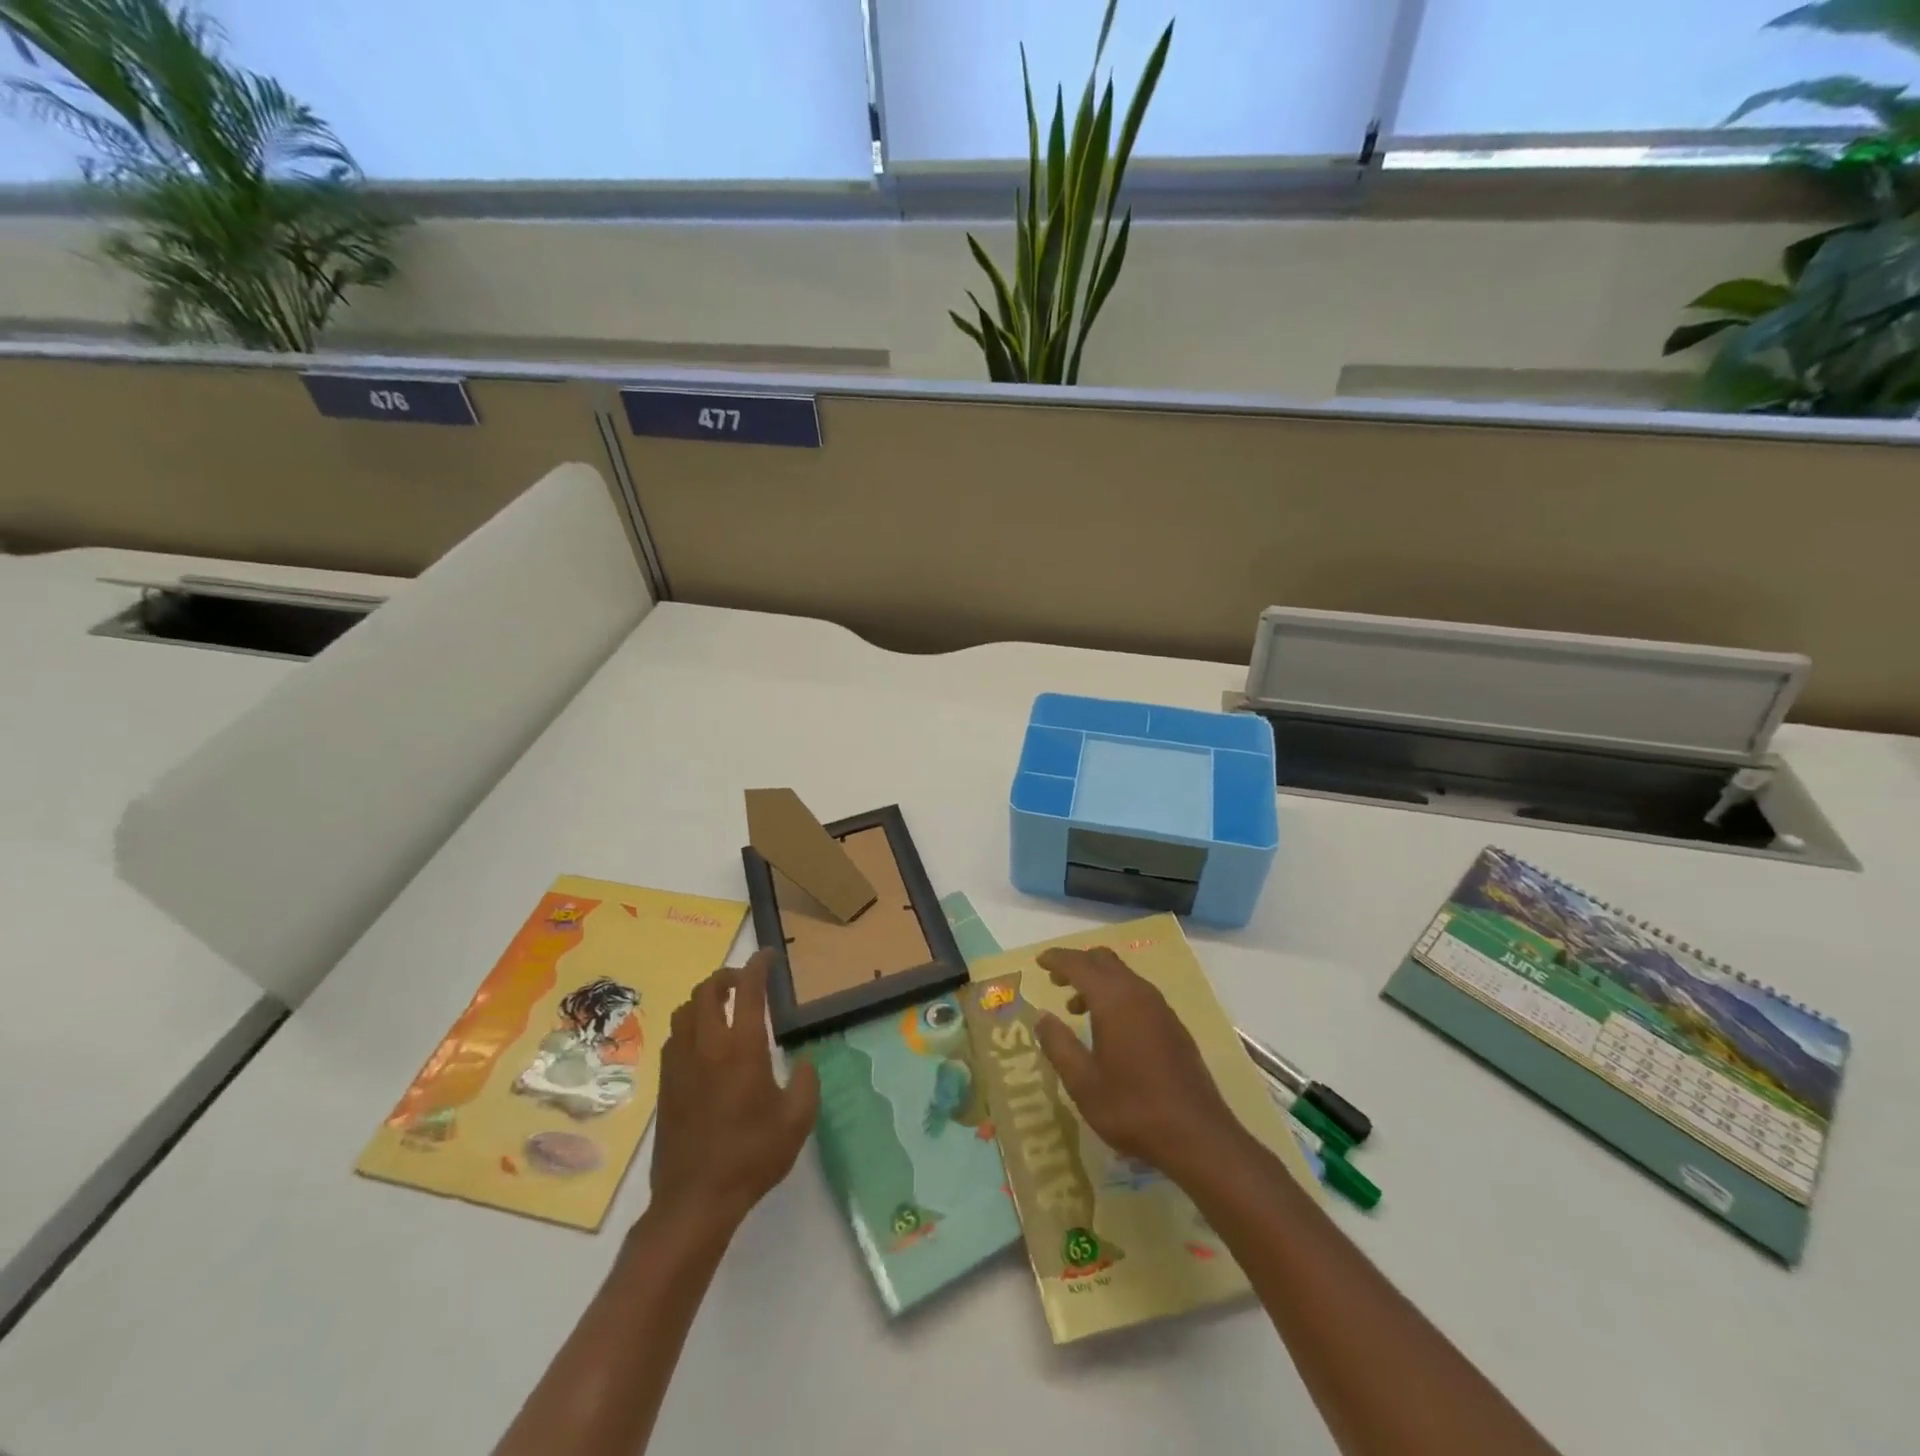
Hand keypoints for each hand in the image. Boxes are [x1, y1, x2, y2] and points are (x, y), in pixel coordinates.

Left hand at [648, 950, 818, 1231]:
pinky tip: (705, 1044)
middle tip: (746, 982)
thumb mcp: (797, 1120)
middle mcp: (707, 1045)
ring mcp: (680, 1064)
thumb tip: (804, 1062)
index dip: (758, 965)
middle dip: (727, 976)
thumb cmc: (752, 1155)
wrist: (695, 1200)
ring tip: (725, 1008)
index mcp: (742, 1047)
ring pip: (686, 1010)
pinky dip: (692, 1025)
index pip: (748, 990)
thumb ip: (807, 1082)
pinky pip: (676, 1037)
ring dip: (705, 999)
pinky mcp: (665, 1084)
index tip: (769, 956)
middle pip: (707, 990)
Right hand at [1033, 945, 1249, 1182]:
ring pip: (1123, 976)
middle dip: (1078, 964)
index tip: (1039, 961)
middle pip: (1105, 960)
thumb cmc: (1132, 1107)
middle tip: (1055, 981)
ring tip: (1076, 1008)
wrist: (1198, 1135)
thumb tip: (1042, 1017)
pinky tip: (1109, 1028)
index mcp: (1114, 999)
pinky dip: (1116, 995)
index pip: (1079, 964)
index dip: (1057, 959)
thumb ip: (1059, 1045)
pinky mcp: (1173, 1025)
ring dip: (1097, 981)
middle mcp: (1139, 993)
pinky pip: (1138, 993)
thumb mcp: (1083, 1082)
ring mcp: (1161, 1008)